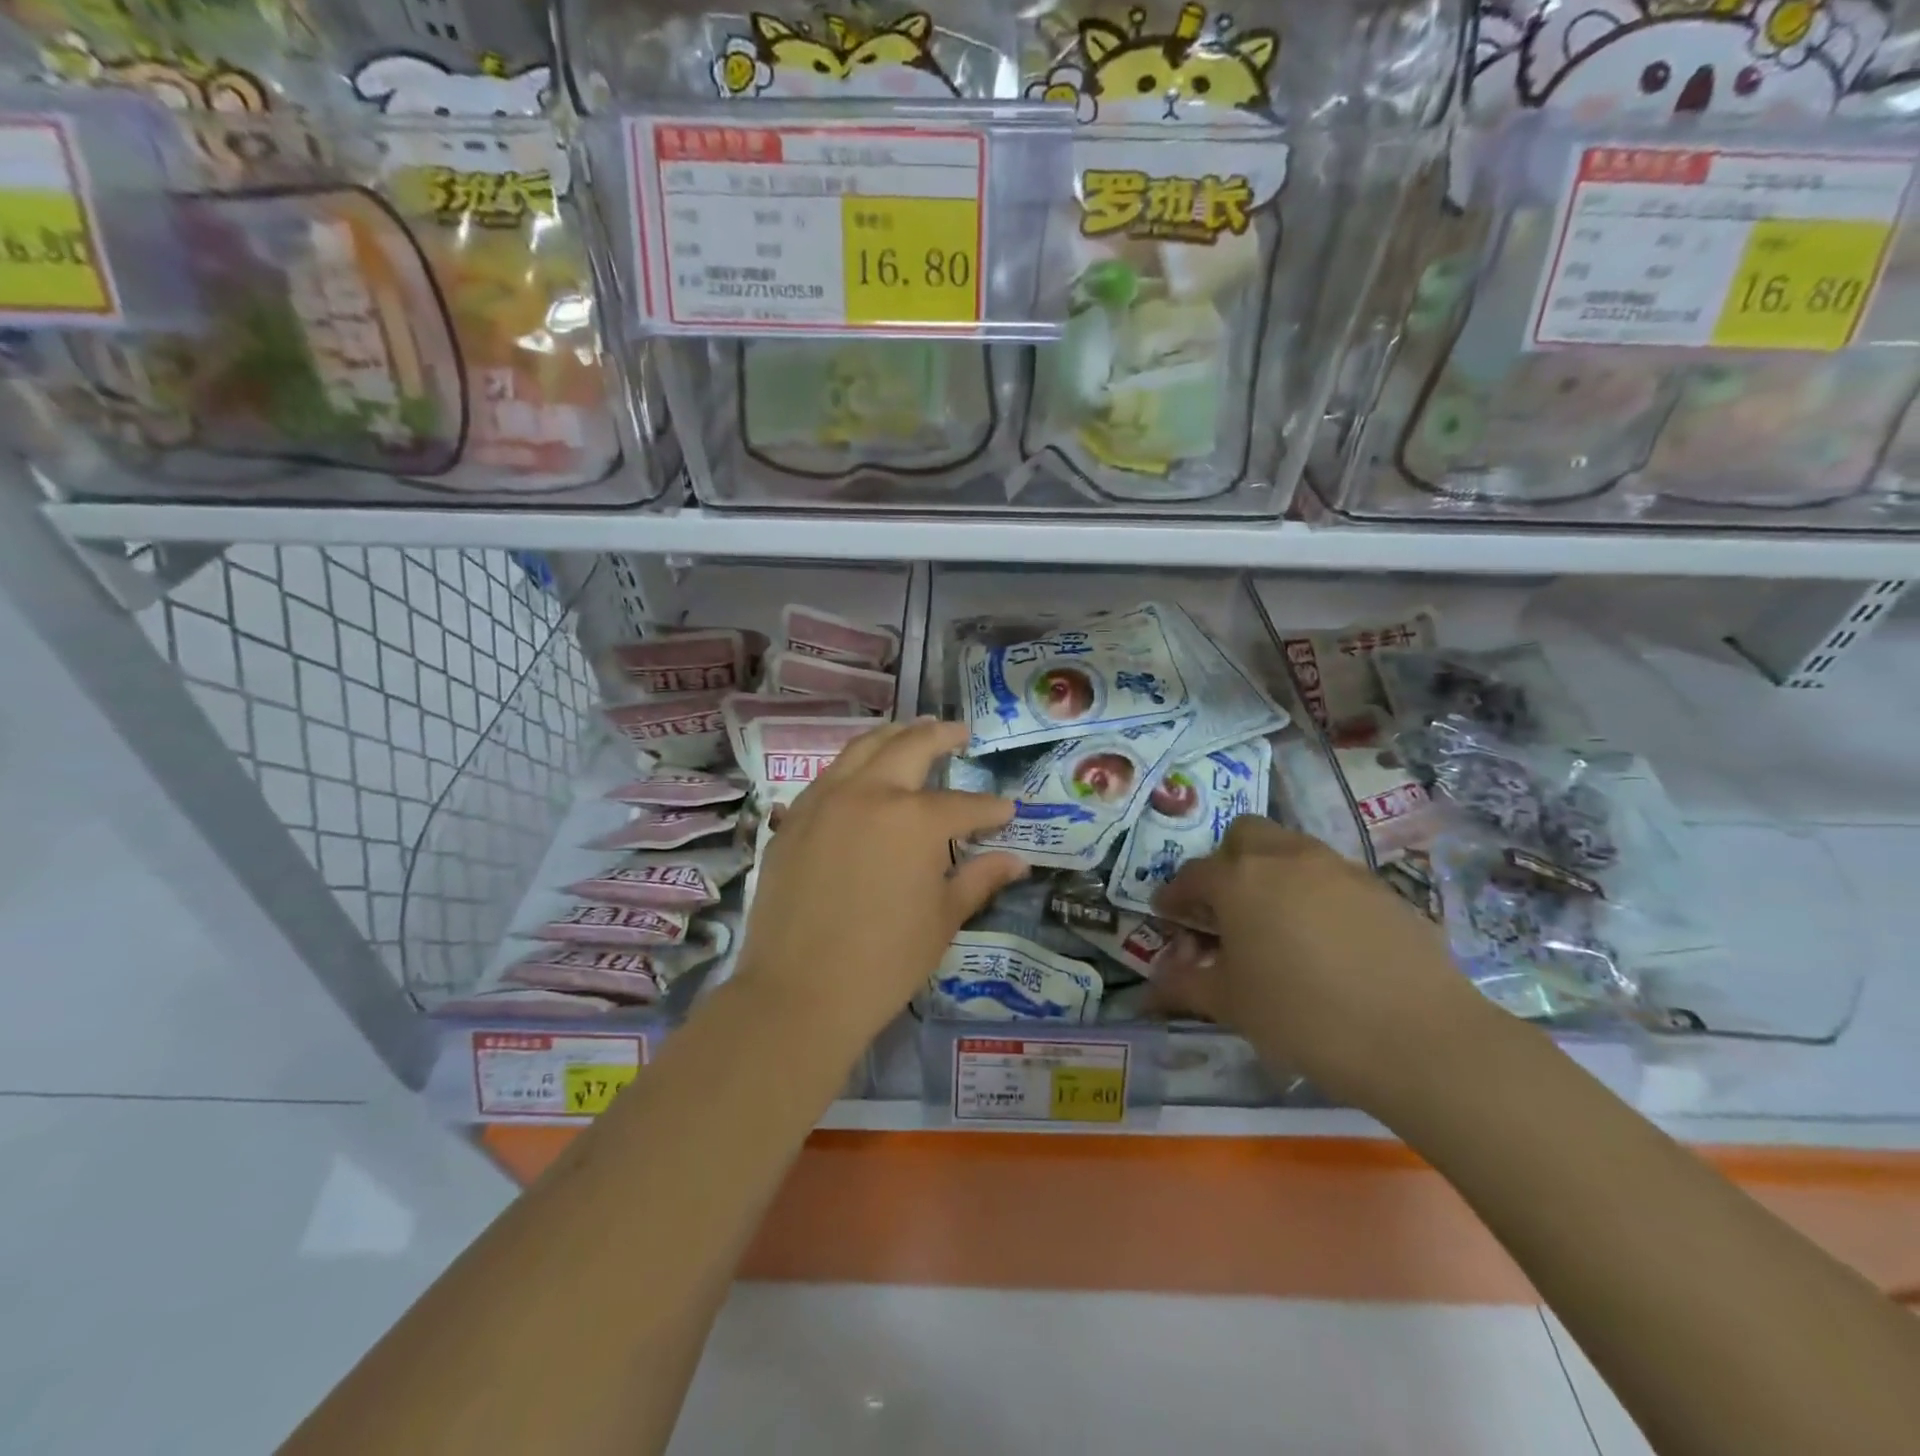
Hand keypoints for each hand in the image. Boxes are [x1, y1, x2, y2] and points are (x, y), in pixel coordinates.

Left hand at [734, 719, 1027, 1046]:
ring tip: (913, 733)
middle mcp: (869, 793)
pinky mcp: (793, 819)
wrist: (799, 993)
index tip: (1007, 811)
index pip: (965, 805)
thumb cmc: (884, 962)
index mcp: (915, 819)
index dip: (990, 809)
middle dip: (942, 737)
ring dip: (894, 736)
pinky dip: (854, 765)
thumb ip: (980, 879)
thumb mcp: (943, 919)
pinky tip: (863, 776)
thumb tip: (1016, 861)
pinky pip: (829, 776)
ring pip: (862, 748)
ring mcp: (824, 800)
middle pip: (910, 747)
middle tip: (960, 733)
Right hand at [1151, 817, 1500, 1111]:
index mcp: (1239, 879)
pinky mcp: (1382, 889)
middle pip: (1244, 836)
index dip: (1175, 896)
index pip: (1192, 875)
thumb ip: (1186, 985)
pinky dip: (1316, 894)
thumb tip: (1152, 988)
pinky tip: (1326, 940)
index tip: (1169, 916)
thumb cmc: (1304, 1017)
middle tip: (1226, 908)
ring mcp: (1339, 868)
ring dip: (1272, 872)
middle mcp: (1286, 858)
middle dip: (1226, 863)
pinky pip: (1333, 877)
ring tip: (1276, 923)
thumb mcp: (1231, 1005)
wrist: (1420, 1039)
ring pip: (1291, 849)